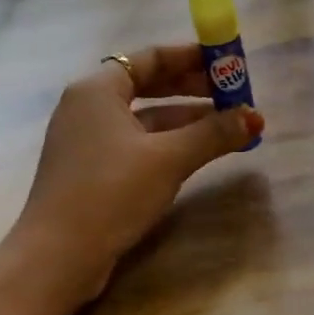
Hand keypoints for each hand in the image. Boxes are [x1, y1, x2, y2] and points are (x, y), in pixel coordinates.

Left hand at [13, 45, 264, 300]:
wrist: (58, 256)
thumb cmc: (111, 192)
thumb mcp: (168, 159)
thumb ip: (213, 133)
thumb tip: (255, 117)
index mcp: (97, 90)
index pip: (150, 58)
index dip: (192, 57)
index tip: (228, 64)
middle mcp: (88, 107)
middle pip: (148, 85)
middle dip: (193, 90)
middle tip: (234, 97)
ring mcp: (86, 140)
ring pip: (145, 118)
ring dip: (186, 120)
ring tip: (228, 128)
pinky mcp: (91, 170)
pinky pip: (136, 143)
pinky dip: (167, 143)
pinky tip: (197, 154)